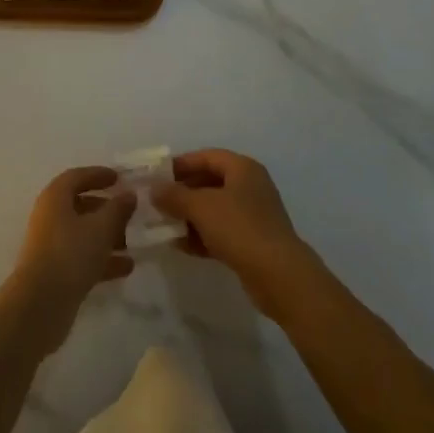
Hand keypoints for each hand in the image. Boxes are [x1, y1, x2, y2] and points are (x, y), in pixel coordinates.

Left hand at [0, 167, 135, 359]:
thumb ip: (117, 209)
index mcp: (55, 197)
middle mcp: (50, 216)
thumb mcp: (100, 228)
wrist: (41, 305)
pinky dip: (103, 258)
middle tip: (130, 213)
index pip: (77, 177)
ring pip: (83, 232)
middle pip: (80, 204)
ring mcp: (51, 245)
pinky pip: (82, 256)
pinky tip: (127, 267)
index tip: (119, 178)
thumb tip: (128, 194)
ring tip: (132, 243)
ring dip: (107, 236)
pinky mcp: (56, 270)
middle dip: (106, 208)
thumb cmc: (70, 254)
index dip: (98, 175)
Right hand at [152, 149, 318, 321]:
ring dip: (189, 216)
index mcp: (242, 169)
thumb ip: (174, 195)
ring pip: (214, 209)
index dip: (181, 164)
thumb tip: (154, 189)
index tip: (157, 176)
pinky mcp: (252, 242)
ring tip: (164, 225)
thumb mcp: (201, 207)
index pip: (206, 157)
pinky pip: (221, 232)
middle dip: (182, 193)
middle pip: (209, 182)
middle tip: (158, 202)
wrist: (279, 276)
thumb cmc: (239, 228)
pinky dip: (202, 236)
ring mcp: (253, 215)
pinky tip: (181, 246)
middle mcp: (250, 187)